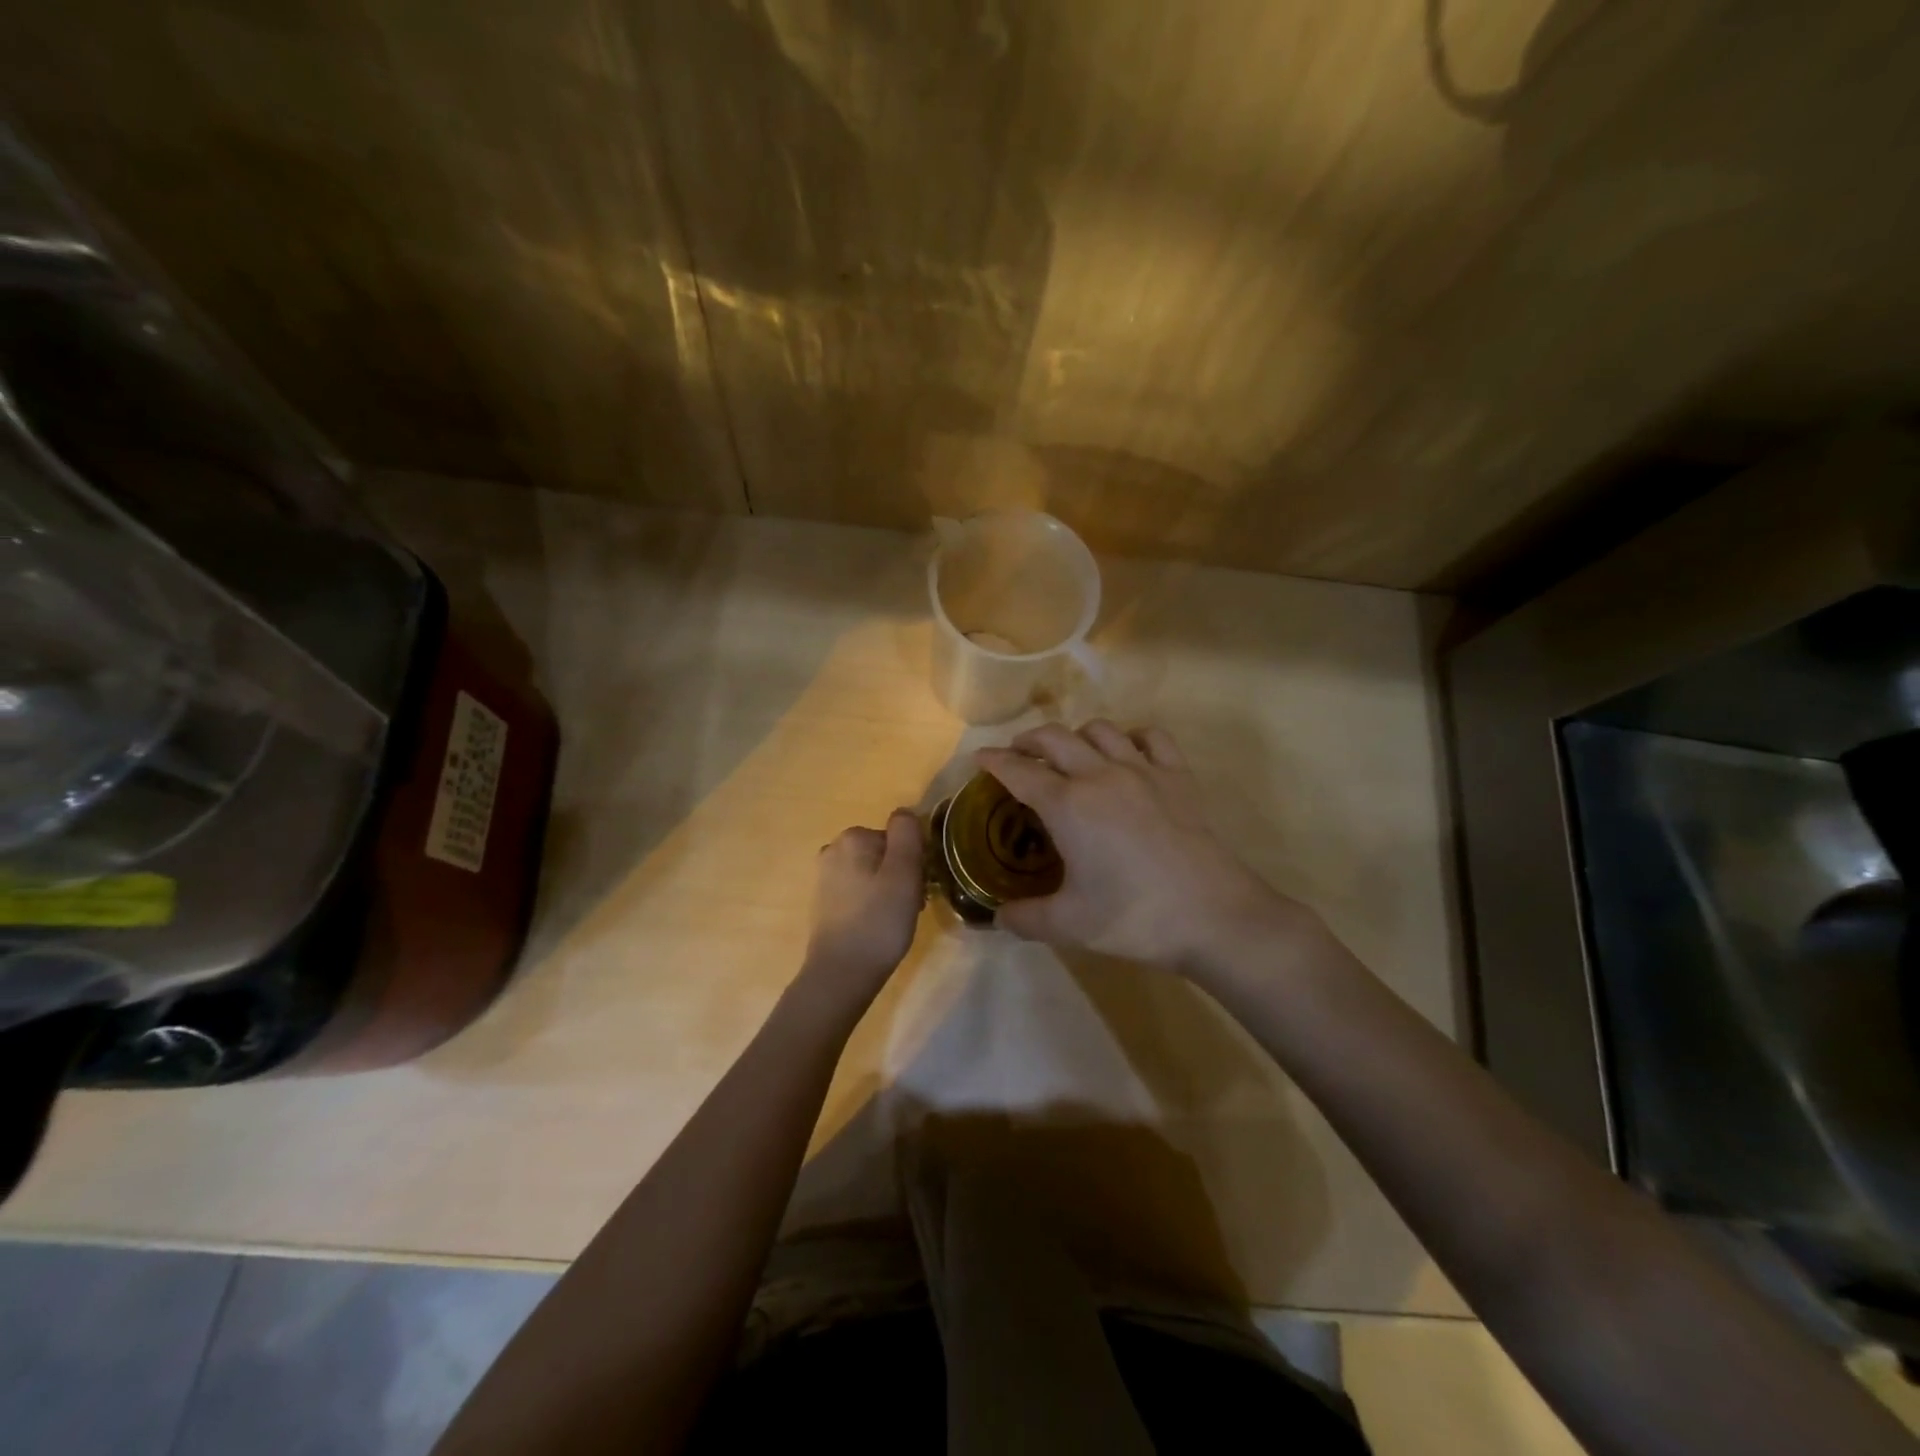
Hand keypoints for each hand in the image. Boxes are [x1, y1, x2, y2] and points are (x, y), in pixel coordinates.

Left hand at [801, 810, 925, 1005]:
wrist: (841, 974)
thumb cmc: (879, 921)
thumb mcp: (903, 873)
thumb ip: (907, 835)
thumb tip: (904, 812)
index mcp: (853, 837)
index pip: (899, 837)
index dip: (914, 861)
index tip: (919, 887)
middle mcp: (834, 849)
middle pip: (885, 853)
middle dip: (902, 875)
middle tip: (911, 906)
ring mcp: (825, 876)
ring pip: (873, 873)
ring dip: (890, 890)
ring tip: (897, 920)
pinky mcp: (824, 902)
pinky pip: (860, 891)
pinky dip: (873, 903)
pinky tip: (879, 927)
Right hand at [976, 722, 1311, 974]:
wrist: (1214, 916)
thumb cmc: (1135, 918)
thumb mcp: (1069, 926)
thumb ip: (1025, 918)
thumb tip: (997, 917)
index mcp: (1068, 805)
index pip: (1019, 771)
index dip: (994, 761)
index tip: (980, 757)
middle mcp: (1100, 775)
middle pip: (1054, 737)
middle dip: (1028, 740)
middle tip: (1018, 754)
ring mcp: (1143, 770)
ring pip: (1100, 730)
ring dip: (1076, 735)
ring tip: (1070, 753)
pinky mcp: (1178, 776)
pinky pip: (1151, 737)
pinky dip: (1131, 737)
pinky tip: (1128, 752)